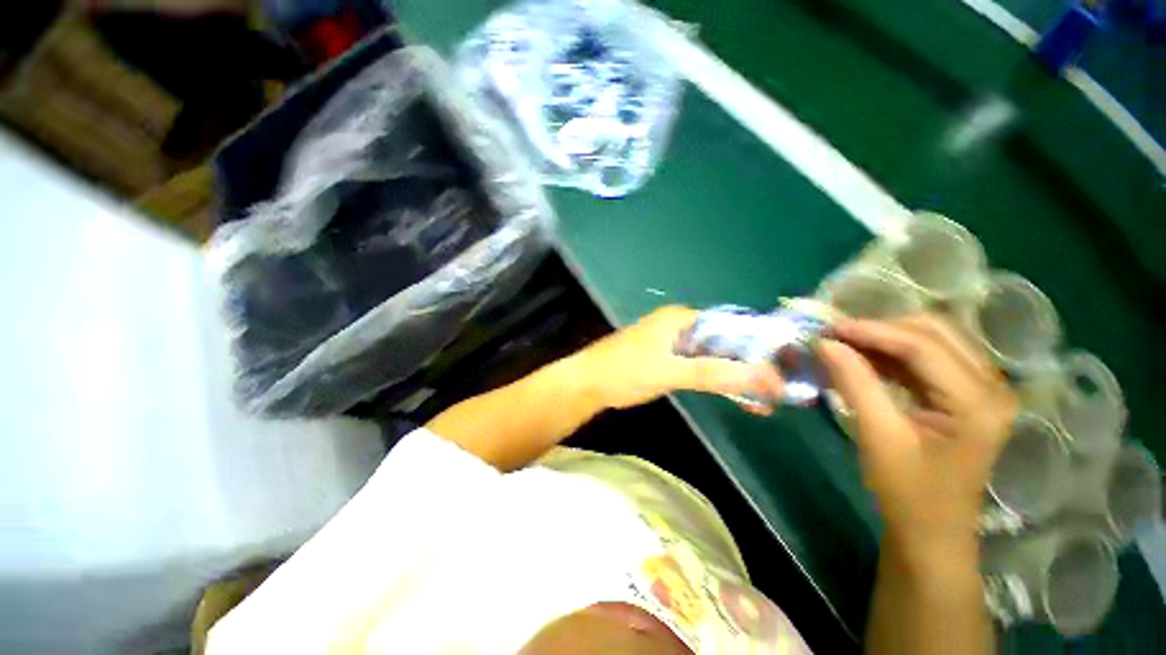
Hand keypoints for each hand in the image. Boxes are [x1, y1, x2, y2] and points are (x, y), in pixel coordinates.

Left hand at [577, 305, 783, 412]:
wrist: (588, 383)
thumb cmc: (625, 371)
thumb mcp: (671, 372)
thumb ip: (715, 374)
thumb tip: (767, 377)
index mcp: (681, 318)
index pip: (731, 325)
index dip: (758, 345)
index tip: (782, 368)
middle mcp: (679, 325)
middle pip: (724, 340)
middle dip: (748, 363)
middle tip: (777, 389)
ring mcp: (672, 342)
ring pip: (712, 355)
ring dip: (734, 373)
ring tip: (763, 397)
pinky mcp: (666, 358)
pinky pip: (698, 365)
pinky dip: (715, 378)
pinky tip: (735, 395)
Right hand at [818, 314, 1016, 561]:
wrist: (932, 531)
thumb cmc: (908, 492)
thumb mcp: (878, 437)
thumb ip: (855, 383)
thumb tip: (825, 343)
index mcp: (978, 402)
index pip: (923, 346)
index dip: (872, 330)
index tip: (828, 328)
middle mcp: (991, 385)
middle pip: (934, 332)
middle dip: (881, 328)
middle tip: (836, 337)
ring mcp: (983, 388)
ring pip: (931, 339)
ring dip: (885, 338)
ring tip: (845, 345)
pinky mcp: (967, 394)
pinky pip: (928, 358)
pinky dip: (892, 354)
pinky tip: (864, 359)